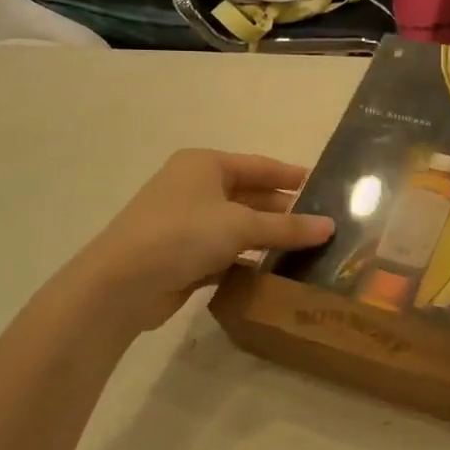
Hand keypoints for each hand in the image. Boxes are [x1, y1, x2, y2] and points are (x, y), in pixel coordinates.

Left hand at [72, 149, 334, 334]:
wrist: (120, 284)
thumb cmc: (182, 235)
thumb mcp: (241, 225)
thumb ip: (287, 227)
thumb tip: (330, 227)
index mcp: (205, 165)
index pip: (260, 166)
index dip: (292, 176)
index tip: (325, 186)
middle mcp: (195, 188)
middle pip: (251, 196)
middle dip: (284, 211)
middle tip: (322, 224)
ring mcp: (187, 223)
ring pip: (239, 227)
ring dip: (268, 239)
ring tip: (308, 250)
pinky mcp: (183, 256)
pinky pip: (226, 253)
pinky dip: (248, 261)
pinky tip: (275, 274)